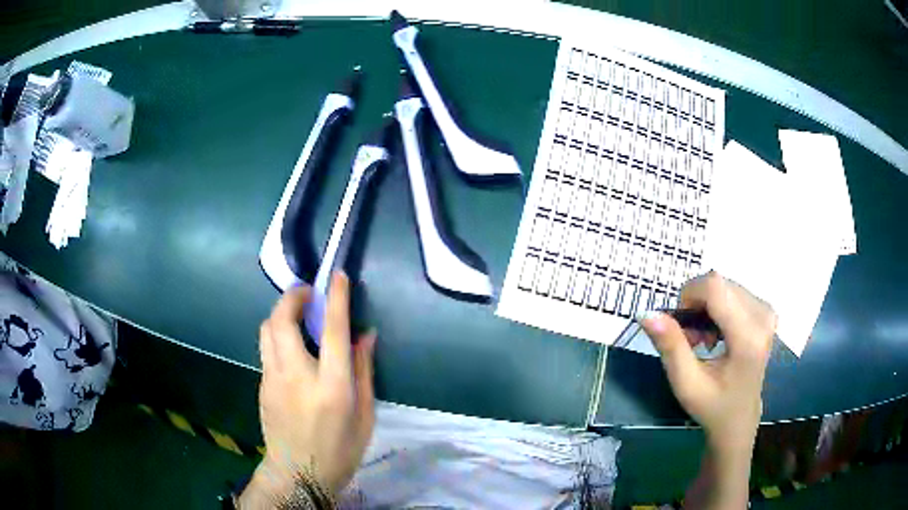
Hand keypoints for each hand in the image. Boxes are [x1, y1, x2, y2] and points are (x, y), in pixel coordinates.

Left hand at [240, 272, 375, 506]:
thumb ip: (364, 372)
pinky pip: (266, 347)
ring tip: (298, 316)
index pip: (332, 330)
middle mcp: (296, 375)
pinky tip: (291, 348)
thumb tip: (366, 335)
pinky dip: (277, 334)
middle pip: (282, 319)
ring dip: (281, 312)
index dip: (335, 297)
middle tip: (308, 293)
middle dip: (293, 296)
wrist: (298, 474)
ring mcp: (272, 378)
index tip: (337, 275)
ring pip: (267, 329)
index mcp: (331, 386)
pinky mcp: (261, 384)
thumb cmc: (340, 449)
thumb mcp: (365, 416)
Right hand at [639, 271, 775, 451]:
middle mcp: (762, 316)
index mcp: (747, 337)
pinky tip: (717, 333)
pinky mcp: (765, 310)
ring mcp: (766, 311)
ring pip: (724, 286)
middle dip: (697, 305)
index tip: (680, 326)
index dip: (690, 295)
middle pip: (719, 284)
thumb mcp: (686, 383)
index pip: (715, 287)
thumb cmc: (712, 406)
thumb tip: (647, 313)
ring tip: (704, 340)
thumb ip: (670, 346)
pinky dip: (718, 307)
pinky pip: (733, 292)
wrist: (739, 419)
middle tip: (691, 340)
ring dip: (706, 307)